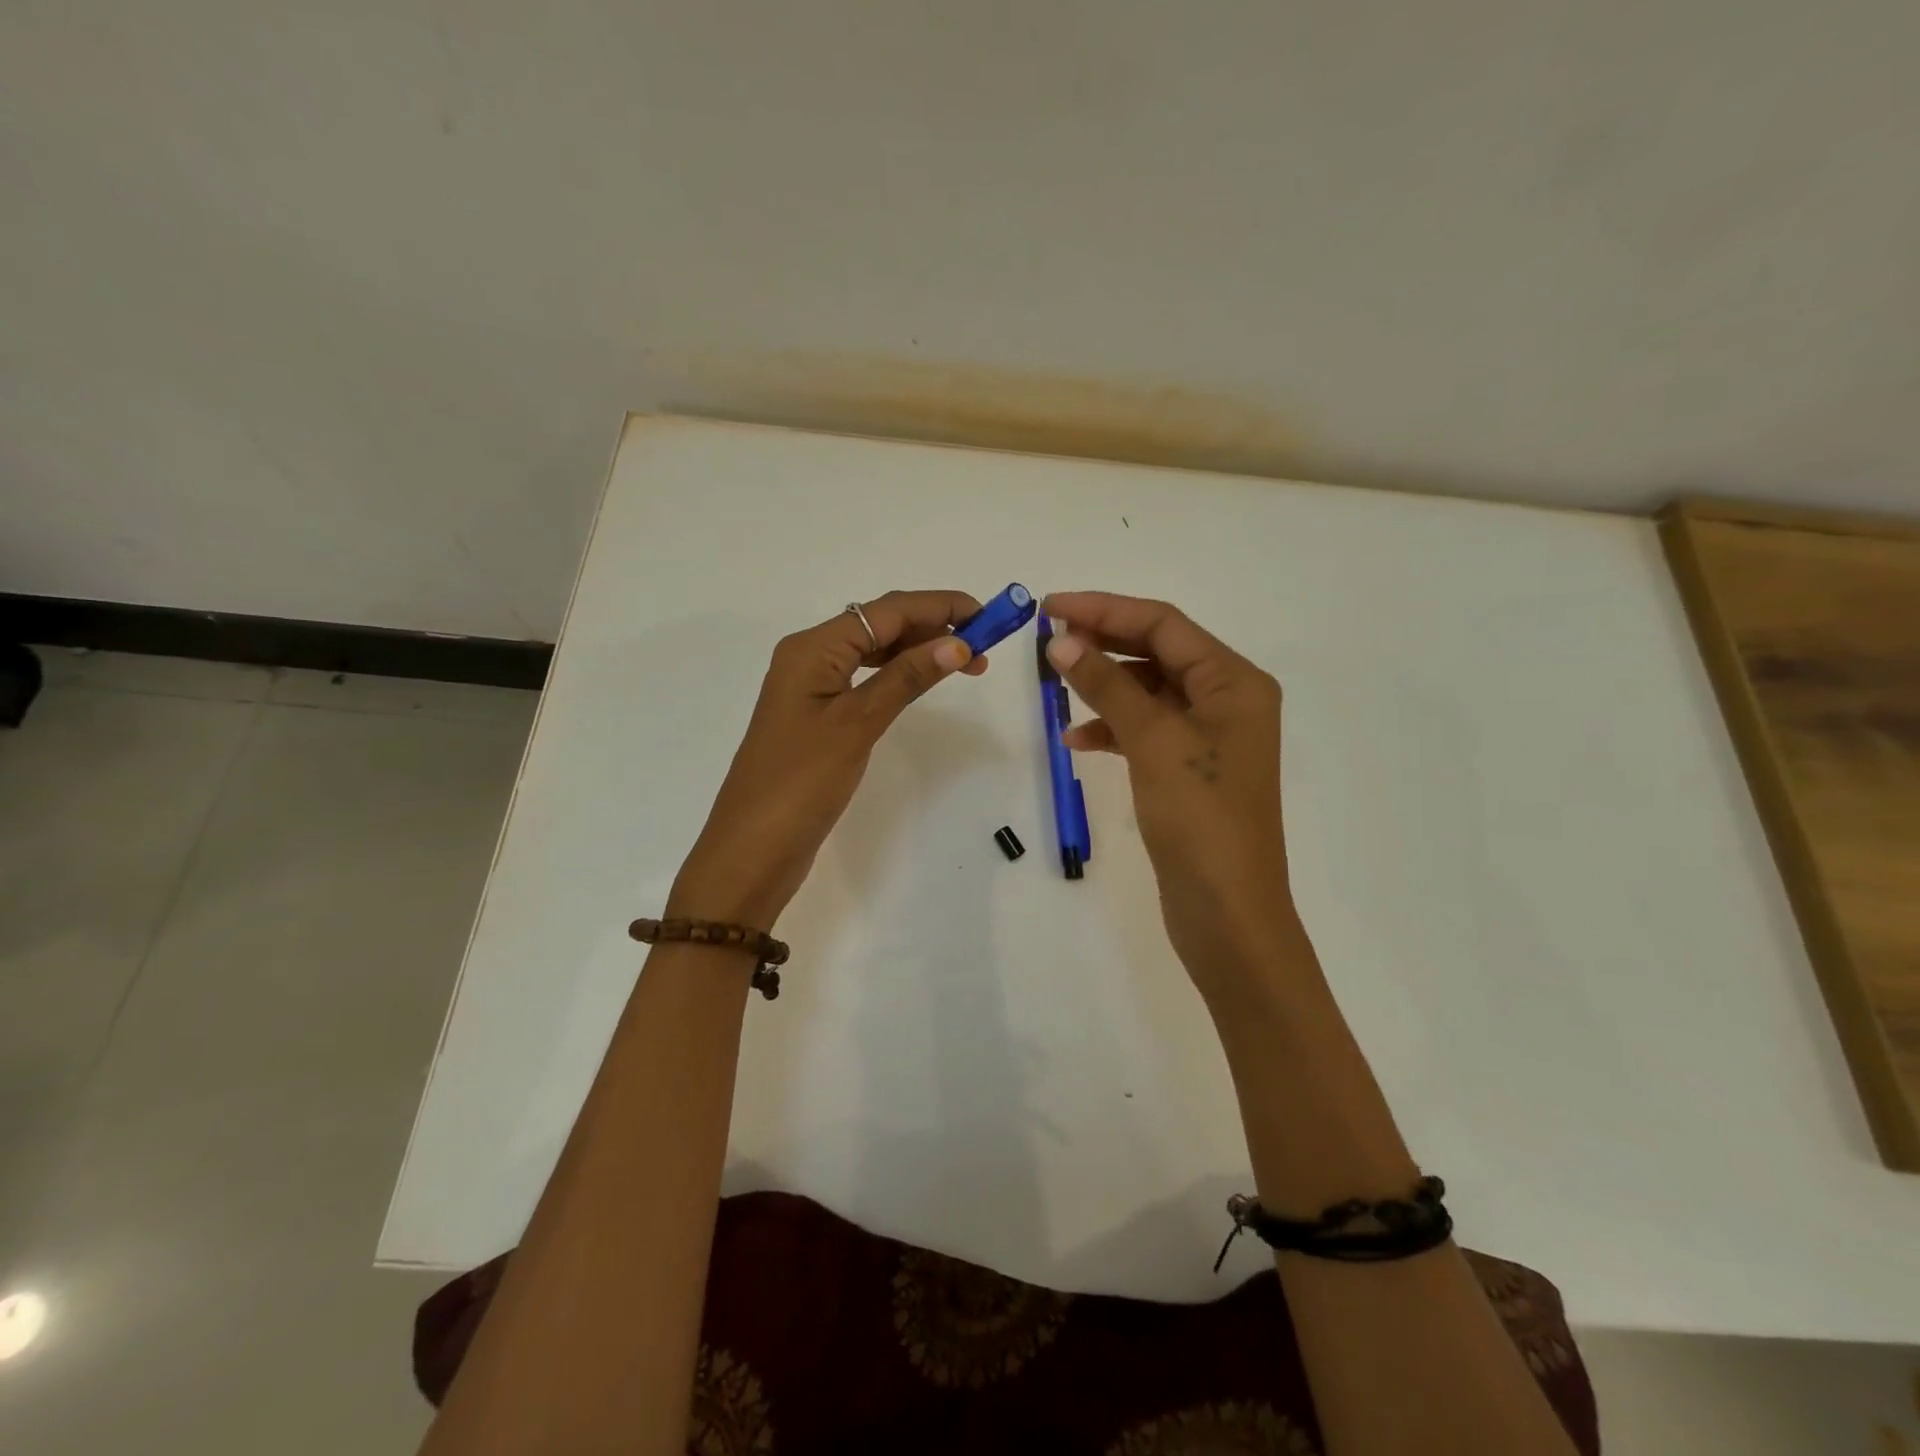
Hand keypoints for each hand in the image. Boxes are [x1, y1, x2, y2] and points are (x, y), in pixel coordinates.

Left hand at [668, 590, 988, 926]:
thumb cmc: (802, 782)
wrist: (753, 847)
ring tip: (964, 663)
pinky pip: (864, 678)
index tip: (988, 616)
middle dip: (932, 627)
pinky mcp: (817, 715)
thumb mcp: (858, 723)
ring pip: (873, 651)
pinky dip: (897, 675)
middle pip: (879, 624)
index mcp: (813, 647)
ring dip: (918, 651)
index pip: (886, 611)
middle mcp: (810, 656)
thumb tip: (957, 642)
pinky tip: (921, 681)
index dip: (939, 606)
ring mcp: (812, 686)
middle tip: (984, 648)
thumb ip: (906, 678)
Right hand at [1041, 591, 1294, 998]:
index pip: (1164, 624)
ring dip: (1104, 684)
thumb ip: (1108, 684)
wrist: (1228, 912)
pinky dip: (1112, 727)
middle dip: (1103, 642)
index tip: (1051, 607)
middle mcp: (1227, 700)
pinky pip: (1146, 729)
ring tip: (1056, 685)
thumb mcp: (1153, 742)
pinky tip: (1078, 739)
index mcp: (1234, 682)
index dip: (1105, 609)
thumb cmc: (1200, 819)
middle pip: (1158, 652)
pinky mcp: (1189, 769)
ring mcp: (1209, 736)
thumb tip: (1062, 640)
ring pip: (1149, 690)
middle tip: (1048, 640)